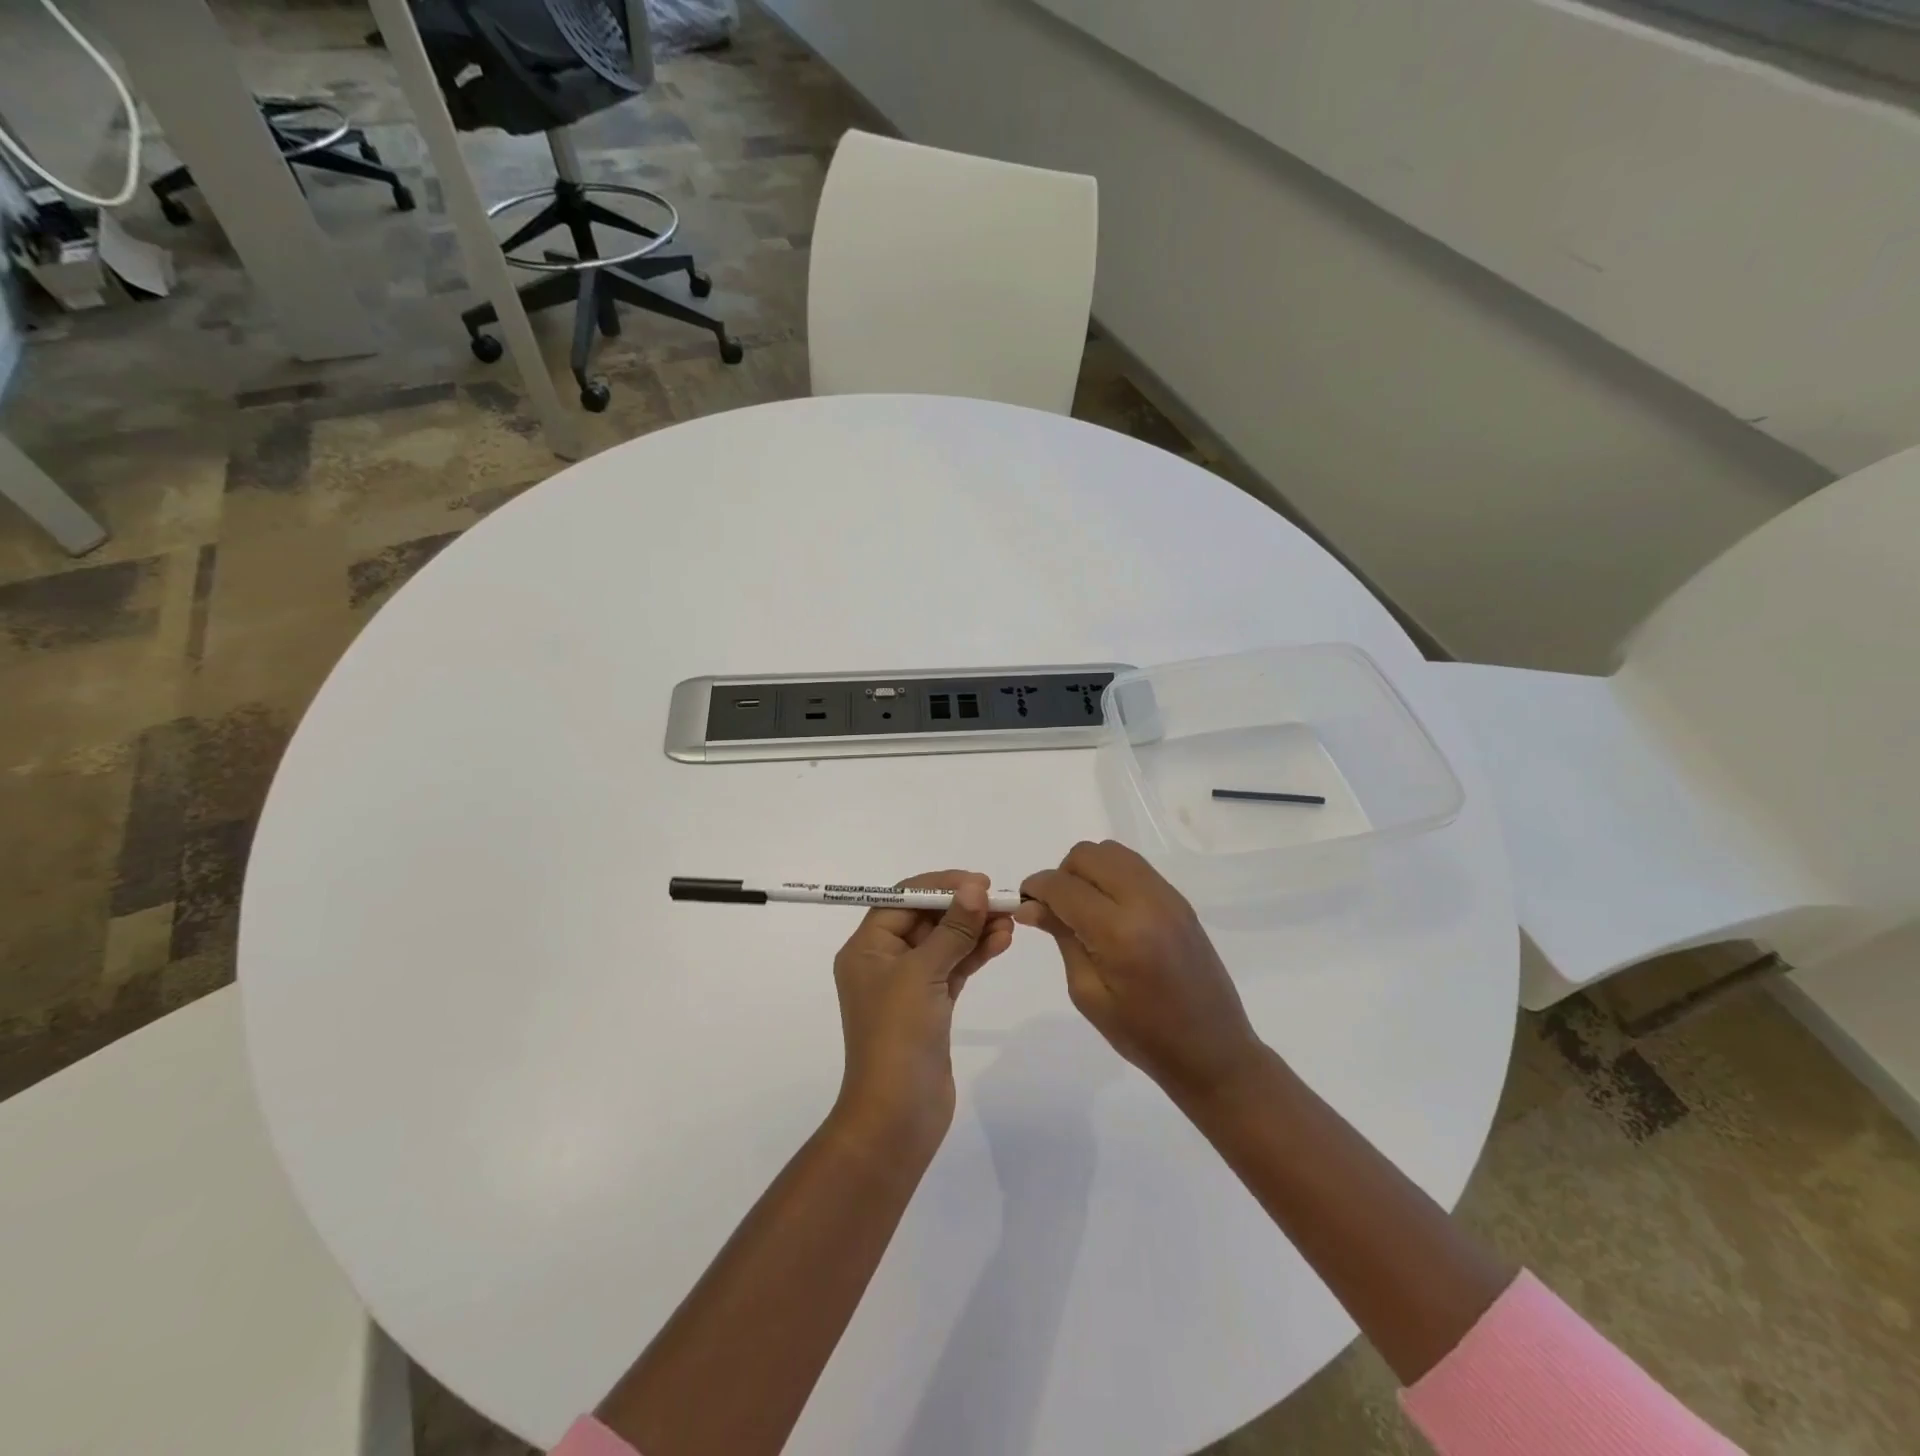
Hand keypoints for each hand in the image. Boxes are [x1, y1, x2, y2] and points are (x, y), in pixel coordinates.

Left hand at [831, 871, 1014, 1150]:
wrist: (897, 1115)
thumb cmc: (898, 1035)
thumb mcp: (923, 973)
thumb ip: (953, 929)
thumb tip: (975, 888)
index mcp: (866, 948)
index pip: (902, 900)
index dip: (939, 886)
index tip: (978, 882)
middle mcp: (884, 961)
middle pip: (925, 919)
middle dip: (962, 908)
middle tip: (1000, 900)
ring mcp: (908, 986)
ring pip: (944, 944)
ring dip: (974, 929)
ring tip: (1009, 921)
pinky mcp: (931, 1006)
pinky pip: (954, 968)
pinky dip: (975, 954)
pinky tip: (1001, 942)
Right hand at [1017, 841, 1263, 1103]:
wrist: (1213, 1051)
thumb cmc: (1143, 1035)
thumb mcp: (1089, 993)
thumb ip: (1062, 938)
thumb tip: (1030, 906)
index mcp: (1120, 933)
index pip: (1064, 886)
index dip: (1036, 888)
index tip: (1024, 904)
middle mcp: (1145, 902)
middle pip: (1087, 855)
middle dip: (1062, 875)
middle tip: (1056, 910)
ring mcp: (1167, 896)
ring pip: (1112, 852)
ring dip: (1087, 870)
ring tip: (1083, 908)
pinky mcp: (1179, 900)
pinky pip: (1134, 866)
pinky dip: (1111, 875)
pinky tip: (1109, 910)